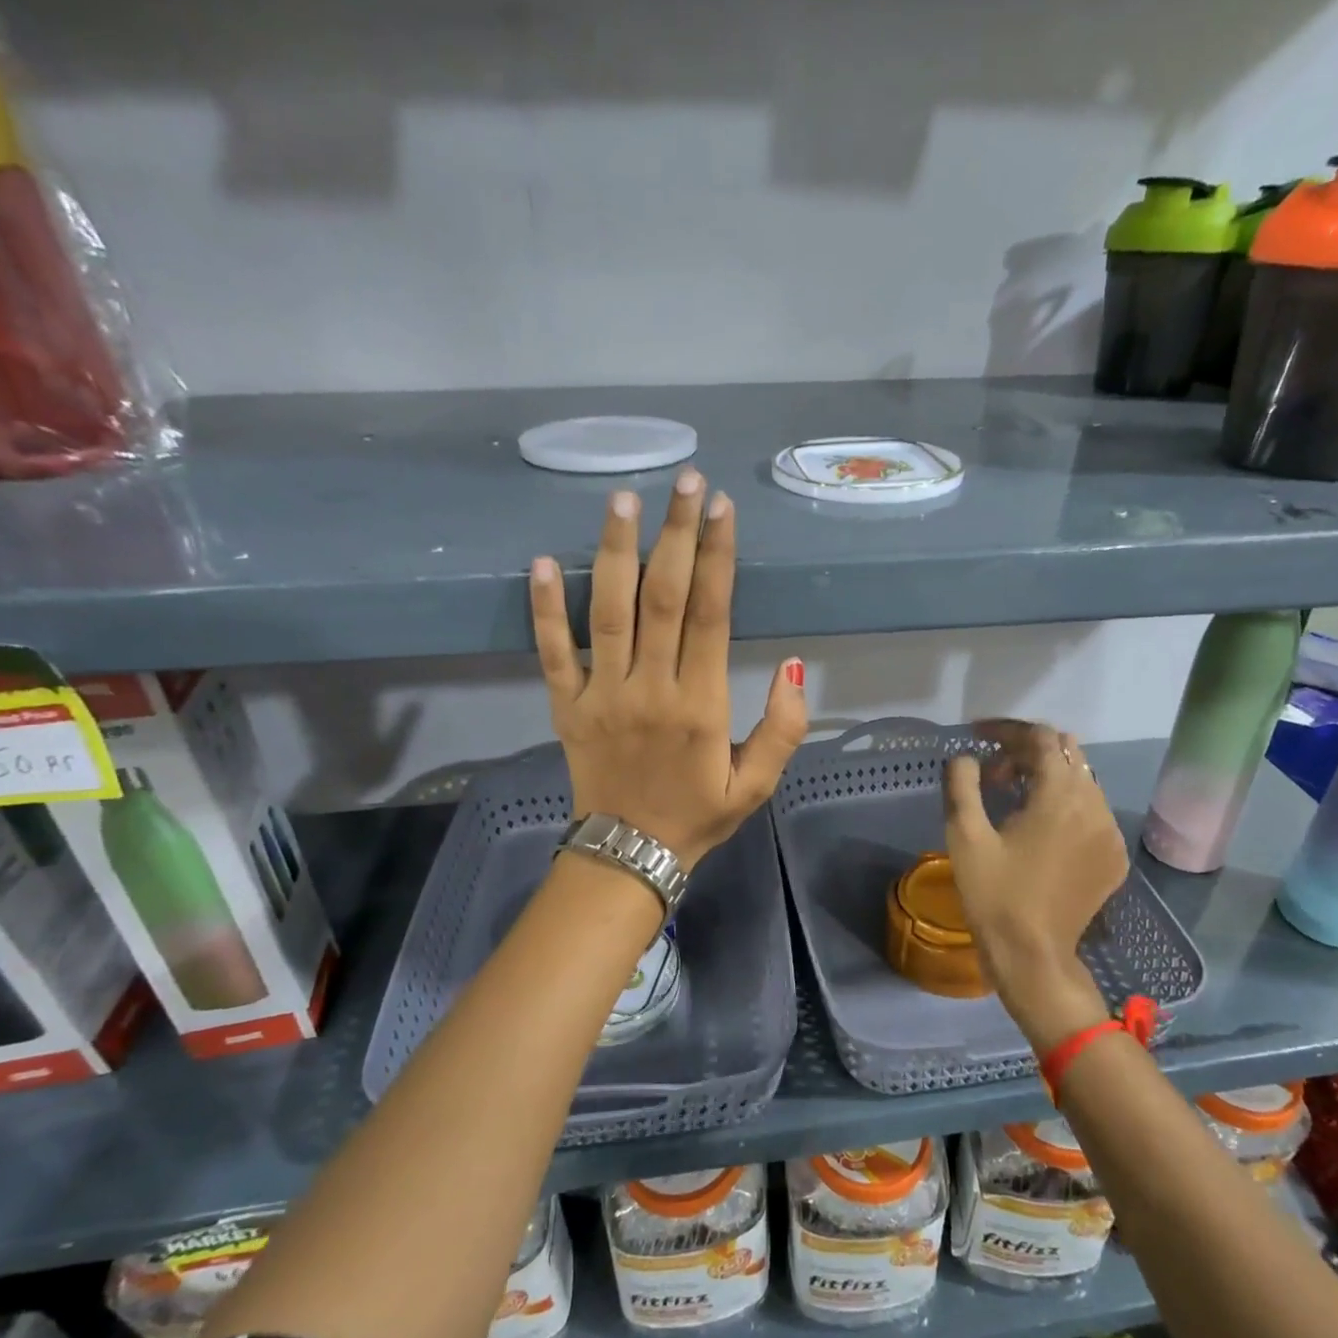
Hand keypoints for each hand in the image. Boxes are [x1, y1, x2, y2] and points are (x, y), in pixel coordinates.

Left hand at [530, 470, 807, 868]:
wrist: (629, 855)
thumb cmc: (698, 815)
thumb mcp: (758, 785)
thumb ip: (783, 728)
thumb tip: (794, 665)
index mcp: (701, 704)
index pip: (710, 614)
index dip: (717, 557)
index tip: (721, 507)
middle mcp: (650, 689)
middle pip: (663, 597)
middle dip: (676, 534)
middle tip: (685, 481)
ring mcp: (602, 694)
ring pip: (608, 612)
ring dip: (615, 552)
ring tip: (623, 500)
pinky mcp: (566, 706)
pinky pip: (552, 652)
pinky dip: (545, 608)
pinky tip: (543, 562)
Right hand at [943, 720, 1129, 1052]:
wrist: (1034, 957)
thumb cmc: (994, 895)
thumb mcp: (965, 837)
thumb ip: (962, 784)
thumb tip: (967, 757)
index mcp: (1059, 796)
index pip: (1041, 738)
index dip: (1008, 730)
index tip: (979, 737)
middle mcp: (1095, 805)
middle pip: (1068, 752)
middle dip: (1028, 750)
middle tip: (993, 772)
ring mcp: (1110, 832)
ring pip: (1083, 779)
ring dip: (1047, 775)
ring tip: (1012, 797)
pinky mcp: (1113, 856)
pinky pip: (1093, 809)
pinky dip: (1066, 802)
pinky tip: (1039, 826)